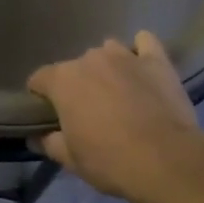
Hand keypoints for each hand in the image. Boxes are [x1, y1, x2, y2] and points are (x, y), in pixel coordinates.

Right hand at [27, 31, 203, 200]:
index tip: (49, 114)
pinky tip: (142, 65)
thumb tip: (38, 137)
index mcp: (63, 81)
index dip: (41, 96)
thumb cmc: (110, 160)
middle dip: (78, 85)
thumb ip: (50, 143)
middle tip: (89, 111)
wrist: (165, 160)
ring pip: (108, 51)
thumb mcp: (71, 160)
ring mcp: (125, 56)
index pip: (39, 79)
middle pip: (76, 67)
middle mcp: (90, 59)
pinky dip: (141, 50)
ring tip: (118, 90)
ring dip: (107, 67)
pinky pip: (145, 42)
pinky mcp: (157, 60)